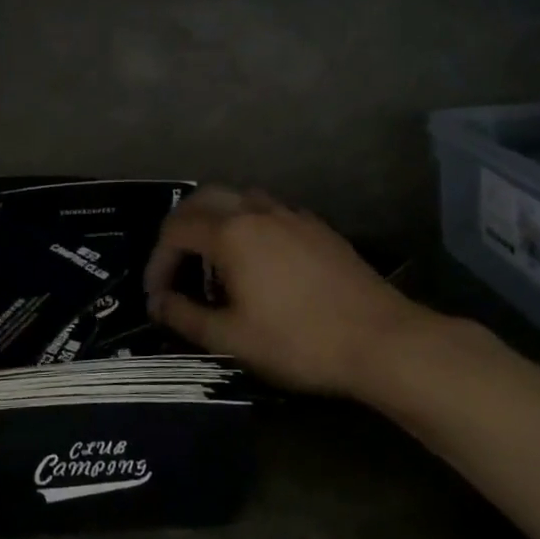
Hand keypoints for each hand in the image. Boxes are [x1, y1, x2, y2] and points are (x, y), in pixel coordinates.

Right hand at [142, 186, 456, 399]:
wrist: (381, 340)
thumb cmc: (298, 341)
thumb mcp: (232, 338)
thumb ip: (186, 317)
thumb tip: (157, 303)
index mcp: (230, 233)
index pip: (175, 231)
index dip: (157, 261)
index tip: (157, 295)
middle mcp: (255, 211)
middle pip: (202, 199)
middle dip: (180, 227)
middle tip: (175, 263)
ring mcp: (290, 214)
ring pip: (238, 197)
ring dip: (215, 218)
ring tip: (214, 256)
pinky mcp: (316, 226)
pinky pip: (269, 210)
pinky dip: (248, 223)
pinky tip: (258, 258)